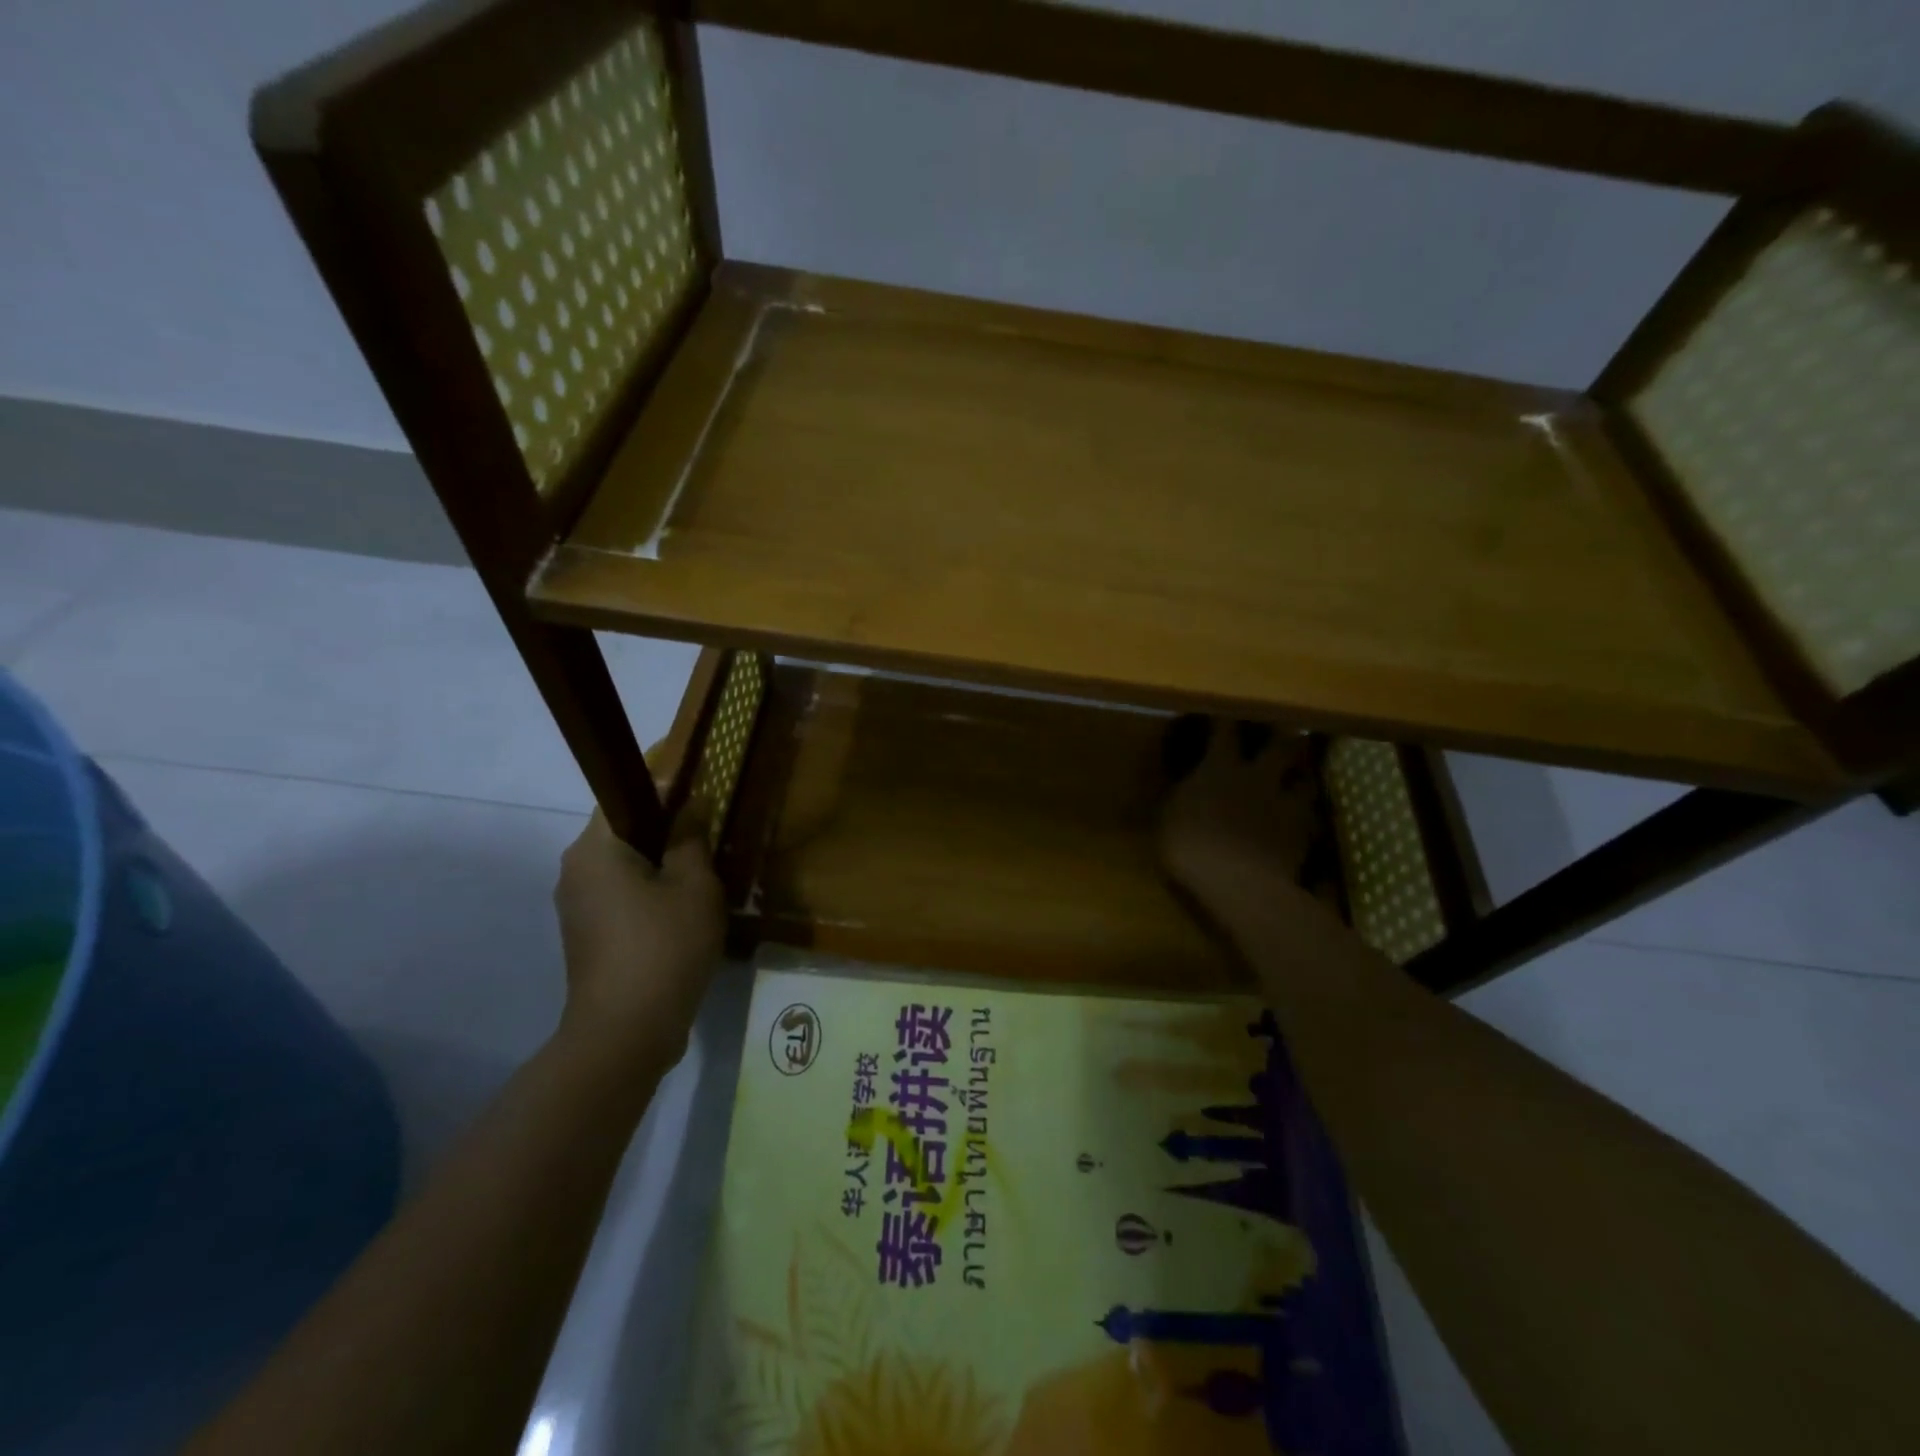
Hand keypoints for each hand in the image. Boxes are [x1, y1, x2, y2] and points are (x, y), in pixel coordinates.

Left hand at [553, 809, 723, 1067]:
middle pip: (624, 833)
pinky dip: (649, 895)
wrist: (626, 1032)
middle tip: (710, 840)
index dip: (664, 790)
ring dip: (660, 867)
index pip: (625, 797)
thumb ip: (690, 839)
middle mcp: (575, 871)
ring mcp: (577, 907)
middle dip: (666, 832)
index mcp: (595, 850)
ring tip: (703, 878)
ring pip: (624, 868)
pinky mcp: (586, 936)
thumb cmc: (664, 947)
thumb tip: (688, 807)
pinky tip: (683, 913)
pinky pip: (620, 898)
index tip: (700, 797)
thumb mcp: (694, 886)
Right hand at [1159, 716, 1327, 913]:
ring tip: (1304, 774)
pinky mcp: (1303, 834)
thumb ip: (1179, 795)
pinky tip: (1308, 820)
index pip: (1224, 732)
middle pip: (1281, 746)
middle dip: (1284, 735)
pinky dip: (1310, 815)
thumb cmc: (1188, 846)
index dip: (1225, 719)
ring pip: (1306, 779)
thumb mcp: (1167, 818)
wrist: (1237, 883)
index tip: (1225, 709)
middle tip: (1287, 729)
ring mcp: (1285, 805)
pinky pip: (1313, 817)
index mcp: (1218, 769)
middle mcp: (1257, 778)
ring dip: (1305, 775)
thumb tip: (1181, 782)